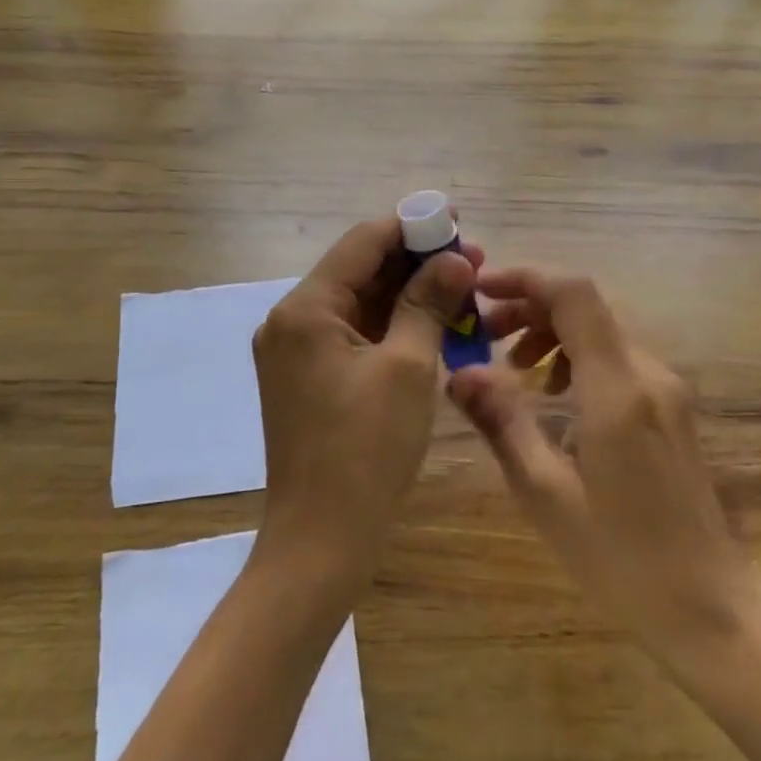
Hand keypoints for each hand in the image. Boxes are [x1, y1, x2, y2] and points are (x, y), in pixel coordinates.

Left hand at [252, 214, 477, 589]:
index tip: (456, 220)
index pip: (361, 243)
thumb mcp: (408, 368)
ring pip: (357, 304)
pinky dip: (389, 327)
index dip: (411, 226)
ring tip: (460, 290)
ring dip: (405, 295)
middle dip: (414, 263)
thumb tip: (454, 259)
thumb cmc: (367, 450)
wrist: (321, 540)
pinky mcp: (305, 378)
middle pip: (358, 271)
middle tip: (470, 261)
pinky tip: (431, 325)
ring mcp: (294, 351)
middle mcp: (289, 320)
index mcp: (305, 309)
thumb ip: (428, 303)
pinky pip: (351, 335)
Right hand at [448, 267, 760, 666]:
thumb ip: (502, 421)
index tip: (480, 290)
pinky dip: (576, 356)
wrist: (711, 609)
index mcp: (618, 389)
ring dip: (551, 332)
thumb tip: (458, 371)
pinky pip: (617, 359)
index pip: (574, 295)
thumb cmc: (621, 558)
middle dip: (529, 307)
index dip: (525, 277)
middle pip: (586, 307)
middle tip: (483, 334)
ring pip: (601, 330)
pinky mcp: (672, 408)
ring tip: (511, 368)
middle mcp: (649, 374)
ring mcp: (667, 390)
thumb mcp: (545, 493)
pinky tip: (554, 396)